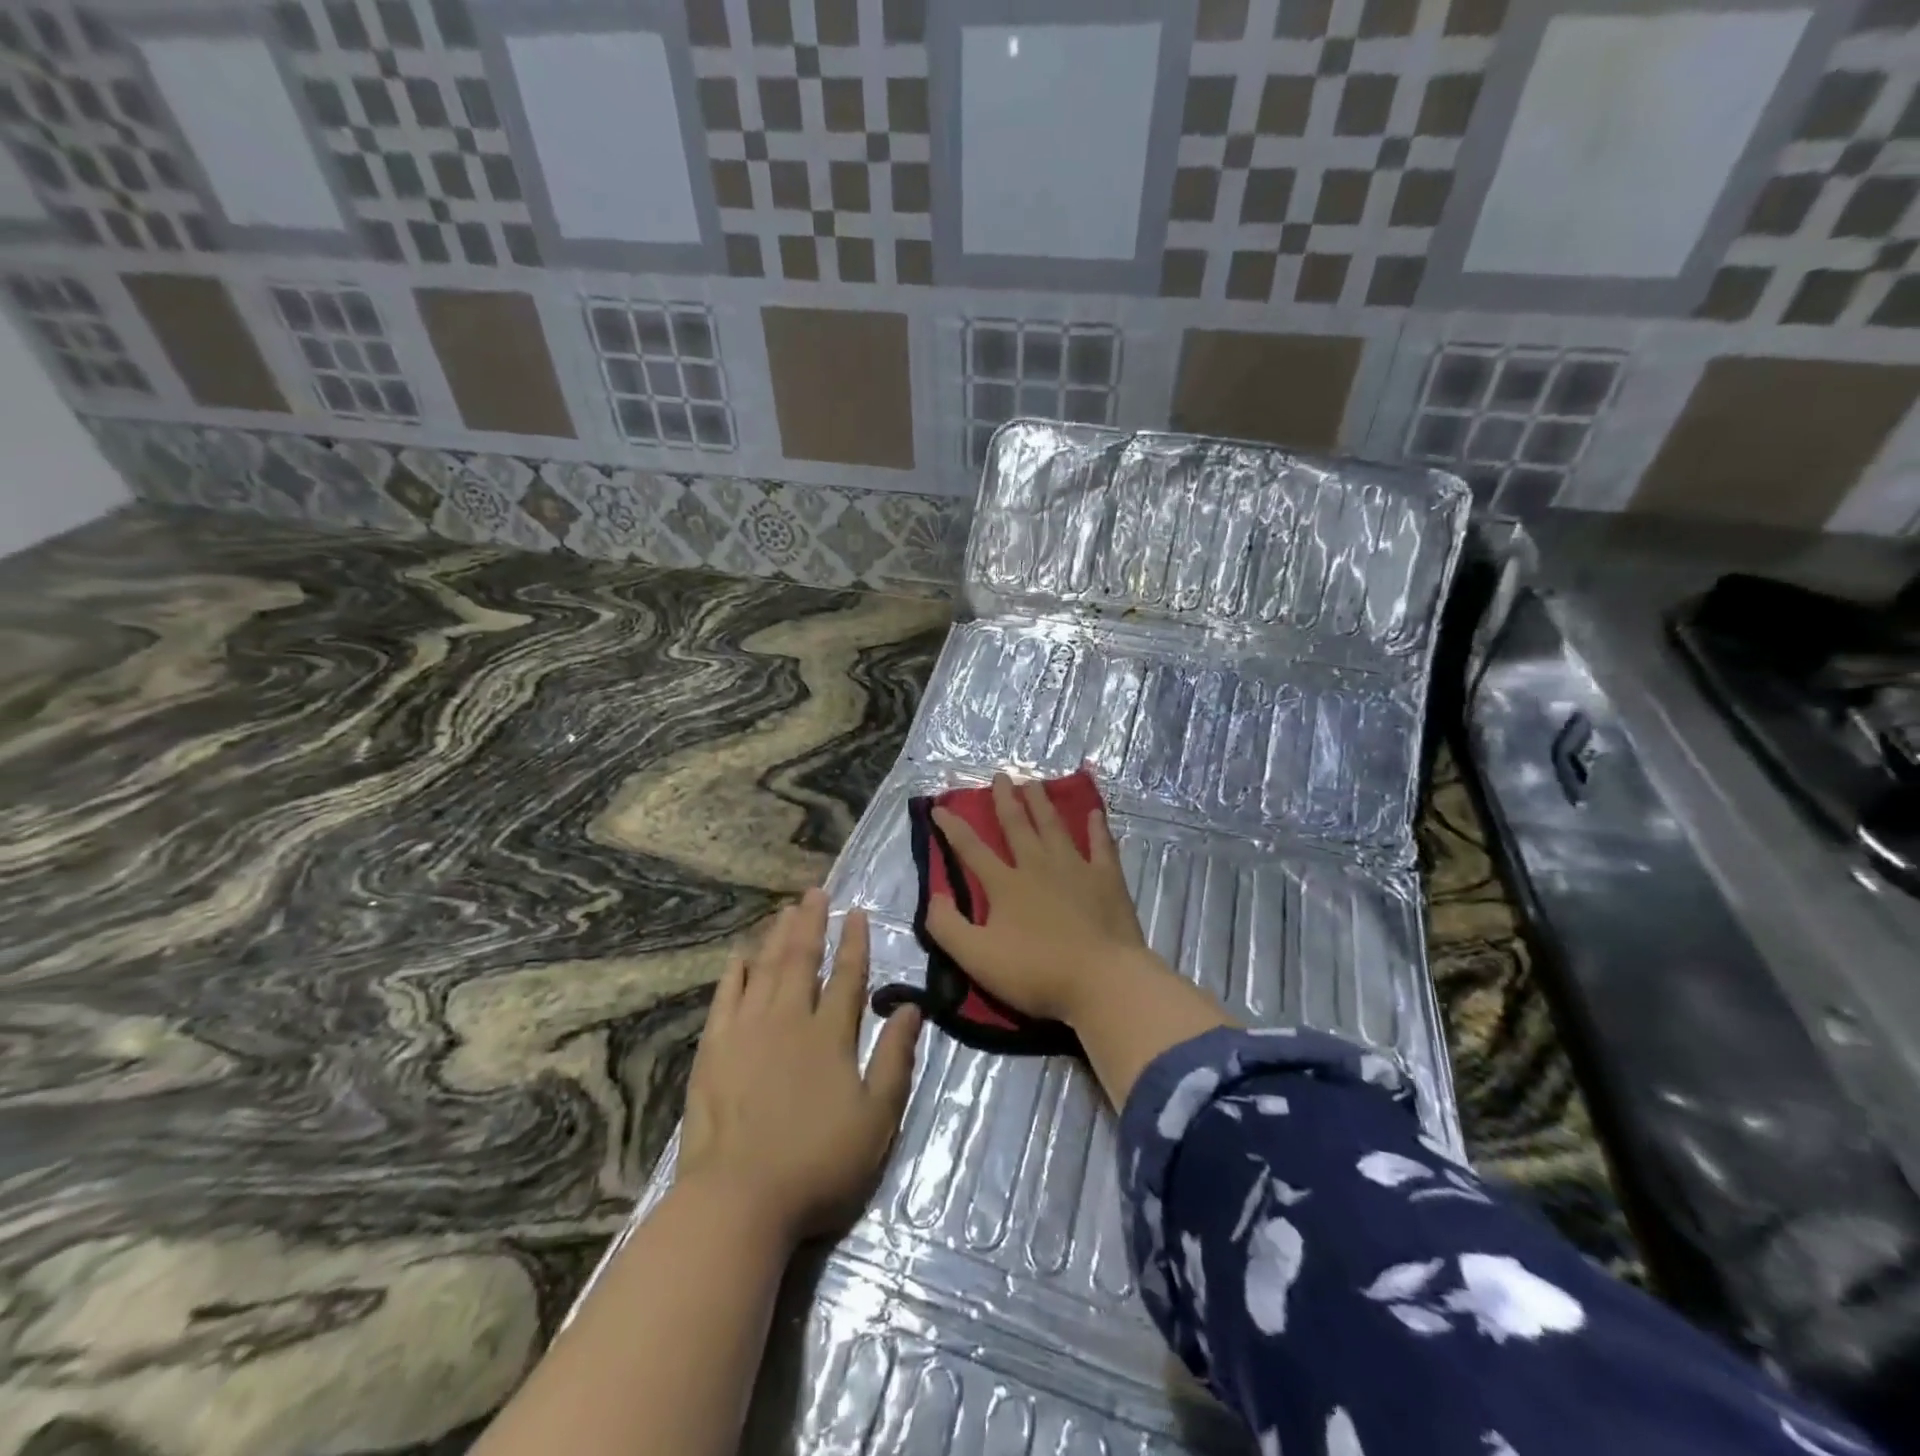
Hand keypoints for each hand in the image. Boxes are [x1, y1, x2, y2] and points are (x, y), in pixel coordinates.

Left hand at [678, 889, 921, 1244]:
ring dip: (777, 937)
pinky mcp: (714, 1050)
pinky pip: (726, 997)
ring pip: (765, 969)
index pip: (848, 976)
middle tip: (815, 893)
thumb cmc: (817, 1164)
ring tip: (785, 910)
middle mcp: (789, 1019)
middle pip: (802, 959)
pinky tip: (740, 955)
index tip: (857, 912)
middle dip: (812, 923)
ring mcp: (747, 1031)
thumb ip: (895, 1058)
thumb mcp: (876, 1118)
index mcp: (831, 1034)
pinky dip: (735, 972)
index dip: (855, 942)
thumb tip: (911, 1007)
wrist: (738, 1200)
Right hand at [925, 773, 1158, 1024]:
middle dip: (1005, 800)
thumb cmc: (1037, 972)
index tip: (939, 807)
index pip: (971, 849)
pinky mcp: (1107, 879)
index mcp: (1005, 884)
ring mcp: (1075, 869)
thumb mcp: (977, 957)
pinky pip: (1101, 846)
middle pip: (1017, 825)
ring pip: (1054, 827)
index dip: (952, 827)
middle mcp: (1038, 866)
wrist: (1102, 981)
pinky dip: (1097, 828)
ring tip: (1034, 783)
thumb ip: (948, 926)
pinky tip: (1095, 813)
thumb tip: (934, 897)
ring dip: (1042, 803)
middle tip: (1000, 776)